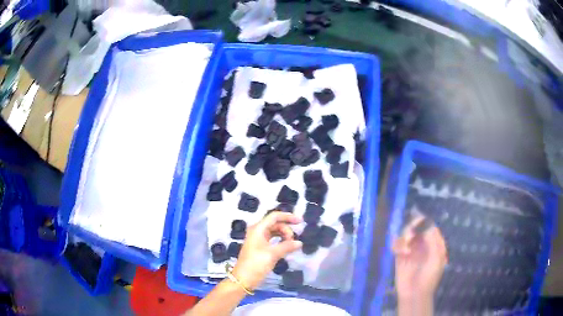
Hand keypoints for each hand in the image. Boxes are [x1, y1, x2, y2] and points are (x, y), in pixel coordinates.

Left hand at [232, 212, 302, 289]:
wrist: (243, 279)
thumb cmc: (256, 264)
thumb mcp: (272, 254)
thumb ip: (287, 246)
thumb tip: (299, 243)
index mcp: (258, 229)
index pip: (274, 216)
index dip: (288, 216)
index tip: (300, 222)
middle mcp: (257, 231)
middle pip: (275, 224)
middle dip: (286, 229)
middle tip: (294, 241)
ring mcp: (257, 240)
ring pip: (274, 232)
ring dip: (284, 236)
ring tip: (291, 245)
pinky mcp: (259, 248)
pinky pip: (272, 240)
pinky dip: (280, 241)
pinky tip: (286, 247)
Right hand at [393, 215, 447, 300]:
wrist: (414, 294)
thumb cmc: (429, 277)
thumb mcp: (436, 257)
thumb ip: (432, 239)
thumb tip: (425, 223)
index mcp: (434, 243)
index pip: (429, 225)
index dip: (422, 222)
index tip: (416, 224)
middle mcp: (423, 244)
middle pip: (416, 227)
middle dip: (411, 229)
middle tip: (409, 238)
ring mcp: (411, 249)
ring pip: (405, 234)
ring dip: (404, 238)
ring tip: (404, 251)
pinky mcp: (400, 256)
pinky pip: (396, 244)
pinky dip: (396, 244)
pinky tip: (399, 252)